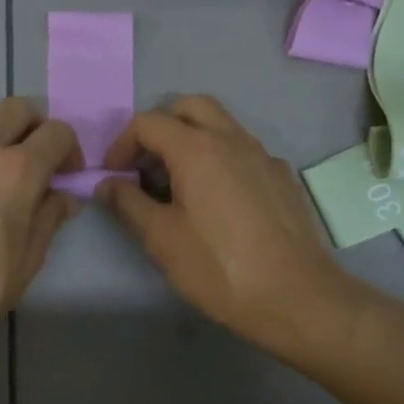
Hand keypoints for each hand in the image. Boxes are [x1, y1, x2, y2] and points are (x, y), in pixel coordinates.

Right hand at [97, 96, 354, 353]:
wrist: (297, 296)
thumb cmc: (218, 268)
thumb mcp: (161, 239)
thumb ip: (128, 203)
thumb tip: (107, 183)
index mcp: (197, 149)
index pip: (148, 122)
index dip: (122, 143)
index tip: (114, 175)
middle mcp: (232, 139)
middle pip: (189, 106)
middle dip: (161, 125)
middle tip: (146, 162)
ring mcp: (263, 155)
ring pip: (221, 125)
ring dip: (192, 138)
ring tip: (178, 181)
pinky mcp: (283, 177)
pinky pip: (244, 151)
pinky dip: (221, 159)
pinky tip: (219, 200)